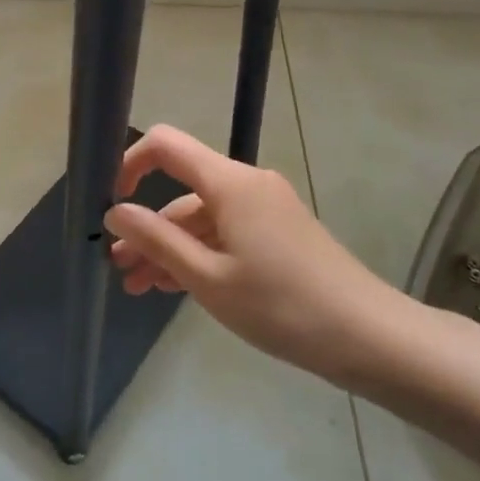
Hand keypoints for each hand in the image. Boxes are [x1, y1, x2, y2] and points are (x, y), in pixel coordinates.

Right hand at [104, 125, 413, 391]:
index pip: (165, 145)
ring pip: (202, 218)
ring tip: (141, 288)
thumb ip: (157, 240)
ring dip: (171, 248)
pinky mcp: (278, 232)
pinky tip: (178, 287)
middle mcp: (247, 184)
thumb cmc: (281, 306)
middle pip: (182, 191)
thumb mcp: (208, 278)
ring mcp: (265, 208)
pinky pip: (226, 232)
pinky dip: (200, 254)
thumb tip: (115, 212)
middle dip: (147, 227)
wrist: (368, 336)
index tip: (111, 203)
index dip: (130, 163)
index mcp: (229, 182)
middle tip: (120, 268)